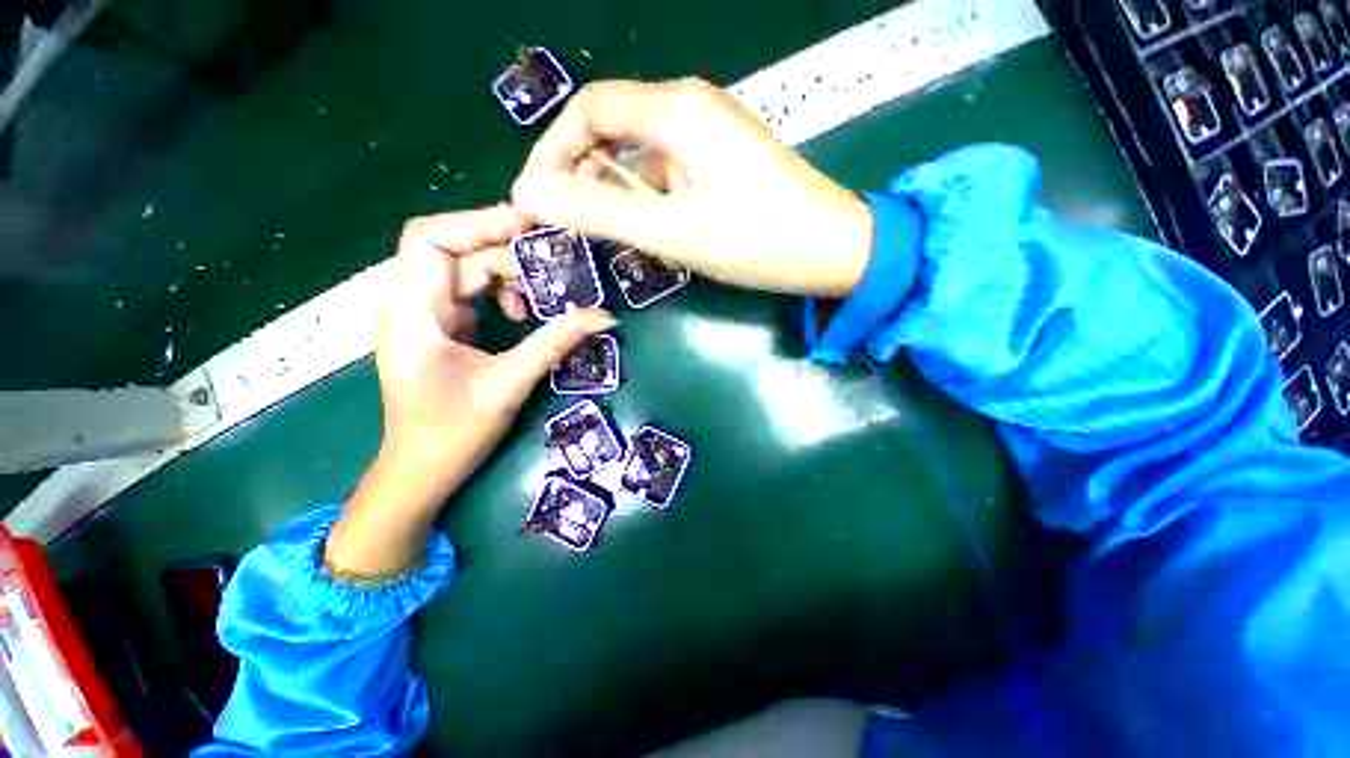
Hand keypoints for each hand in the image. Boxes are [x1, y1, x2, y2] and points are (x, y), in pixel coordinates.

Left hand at [326, 205, 616, 575]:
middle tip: (554, 260)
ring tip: (543, 297)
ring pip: (465, 270)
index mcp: (414, 315)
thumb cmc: (455, 433)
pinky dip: (500, 293)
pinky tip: (522, 315)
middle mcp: (410, 305)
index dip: (479, 222)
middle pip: (456, 252)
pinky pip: (469, 292)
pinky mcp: (437, 326)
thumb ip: (556, 343)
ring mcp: (422, 314)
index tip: (530, 225)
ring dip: (507, 275)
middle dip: (505, 251)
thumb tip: (604, 318)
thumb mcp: (511, 384)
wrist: (422, 470)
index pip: (431, 241)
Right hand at [511, 78, 873, 297]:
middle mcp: (690, 108)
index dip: (552, 151)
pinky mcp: (722, 161)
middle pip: (612, 128)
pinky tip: (644, 228)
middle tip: (563, 219)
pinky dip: (645, 197)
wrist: (833, 249)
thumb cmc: (756, 240)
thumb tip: (529, 194)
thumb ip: (599, 211)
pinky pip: (667, 171)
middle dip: (579, 172)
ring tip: (598, 231)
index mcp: (675, 110)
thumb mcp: (671, 230)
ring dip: (612, 189)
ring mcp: (710, 135)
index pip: (588, 111)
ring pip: (640, 154)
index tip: (536, 197)